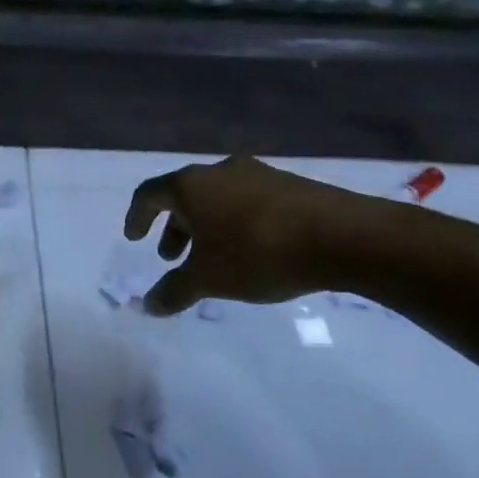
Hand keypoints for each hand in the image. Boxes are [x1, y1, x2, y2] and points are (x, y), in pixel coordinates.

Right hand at [123, 156, 385, 313]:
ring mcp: (260, 174)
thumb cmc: (258, 252)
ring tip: (213, 258)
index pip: (149, 194)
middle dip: (174, 227)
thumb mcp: (208, 279)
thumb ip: (174, 291)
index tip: (134, 237)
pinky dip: (236, 224)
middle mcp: (221, 171)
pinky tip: (252, 252)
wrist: (345, 237)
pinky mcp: (292, 186)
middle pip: (185, 195)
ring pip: (219, 198)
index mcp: (192, 185)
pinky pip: (249, 202)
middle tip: (172, 256)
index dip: (137, 217)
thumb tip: (148, 306)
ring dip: (207, 226)